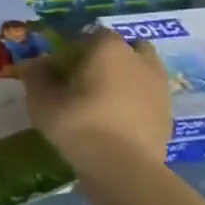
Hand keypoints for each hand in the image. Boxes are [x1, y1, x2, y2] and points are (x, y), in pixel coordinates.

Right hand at [19, 28, 170, 182]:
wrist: (124, 169)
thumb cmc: (78, 124)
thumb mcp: (41, 100)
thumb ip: (36, 77)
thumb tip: (36, 66)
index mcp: (108, 48)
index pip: (89, 34)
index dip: (73, 48)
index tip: (58, 67)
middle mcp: (139, 60)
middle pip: (125, 47)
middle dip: (108, 57)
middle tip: (86, 77)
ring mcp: (159, 87)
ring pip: (142, 71)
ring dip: (126, 78)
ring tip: (103, 99)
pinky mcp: (168, 114)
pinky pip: (148, 97)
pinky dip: (136, 101)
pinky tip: (116, 118)